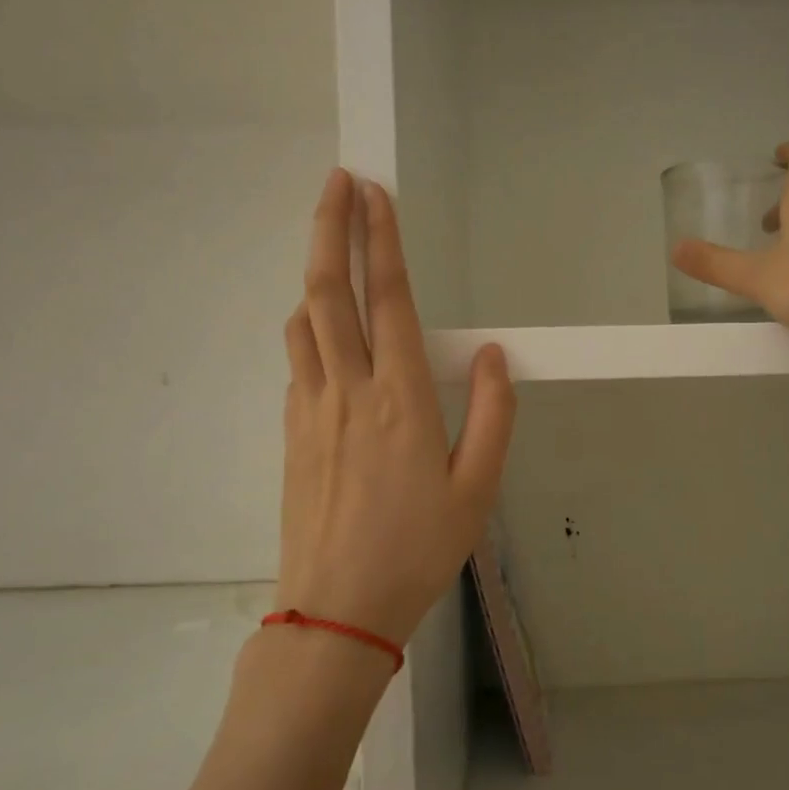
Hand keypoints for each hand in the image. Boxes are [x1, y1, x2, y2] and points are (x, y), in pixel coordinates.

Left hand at [276, 170, 514, 650]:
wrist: (337, 608)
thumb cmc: (418, 549)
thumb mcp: (478, 489)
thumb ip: (493, 415)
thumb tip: (495, 355)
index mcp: (402, 400)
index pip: (388, 301)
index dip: (380, 241)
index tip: (375, 193)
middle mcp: (350, 391)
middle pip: (328, 293)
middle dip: (329, 228)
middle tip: (336, 180)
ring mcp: (312, 410)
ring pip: (304, 321)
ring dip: (313, 271)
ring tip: (327, 240)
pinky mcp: (293, 432)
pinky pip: (298, 360)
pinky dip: (308, 325)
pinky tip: (322, 327)